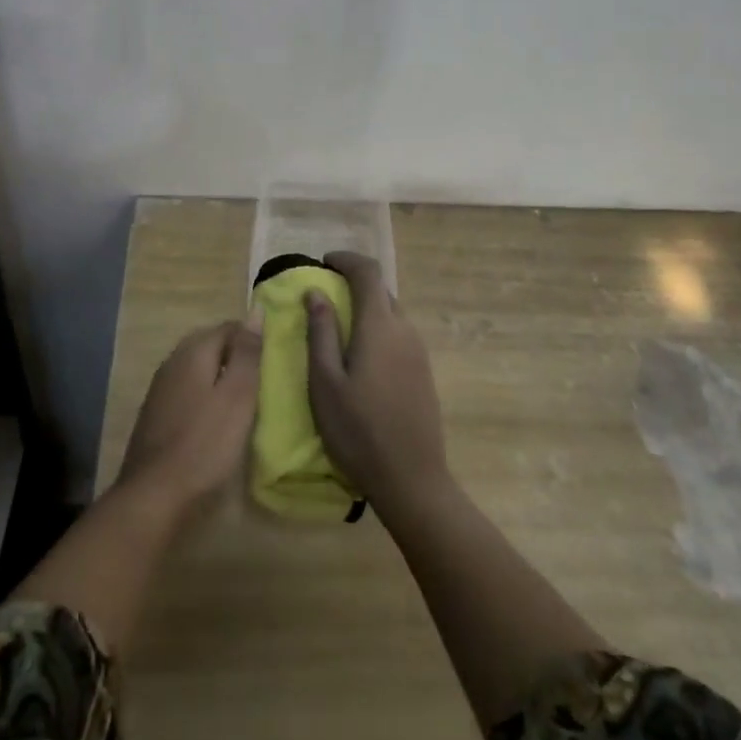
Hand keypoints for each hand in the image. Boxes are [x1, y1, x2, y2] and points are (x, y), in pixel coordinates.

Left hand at [120, 317, 262, 515]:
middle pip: (209, 346)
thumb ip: (247, 353)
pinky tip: (216, 420)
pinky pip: (186, 392)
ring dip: (220, 377)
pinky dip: (205, 397)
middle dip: (236, 356)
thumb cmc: (205, 443)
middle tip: (262, 379)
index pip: (228, 327)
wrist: (154, 497)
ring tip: (244, 400)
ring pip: (197, 370)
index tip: (273, 358)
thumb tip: (256, 311)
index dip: (252, 338)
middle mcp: (172, 363)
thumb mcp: (238, 396)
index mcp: (193, 352)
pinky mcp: (155, 417)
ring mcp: (159, 390)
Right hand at [305, 251, 448, 521]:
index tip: (323, 263)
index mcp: (379, 325)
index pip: (368, 272)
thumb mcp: (325, 382)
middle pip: (381, 290)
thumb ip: (321, 332)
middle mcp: (405, 329)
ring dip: (366, 308)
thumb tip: (315, 292)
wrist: (412, 479)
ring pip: (391, 313)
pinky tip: (361, 357)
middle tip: (323, 297)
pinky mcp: (424, 371)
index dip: (346, 260)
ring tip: (338, 329)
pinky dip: (378, 329)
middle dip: (353, 284)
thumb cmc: (358, 431)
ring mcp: (419, 351)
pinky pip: (399, 334)